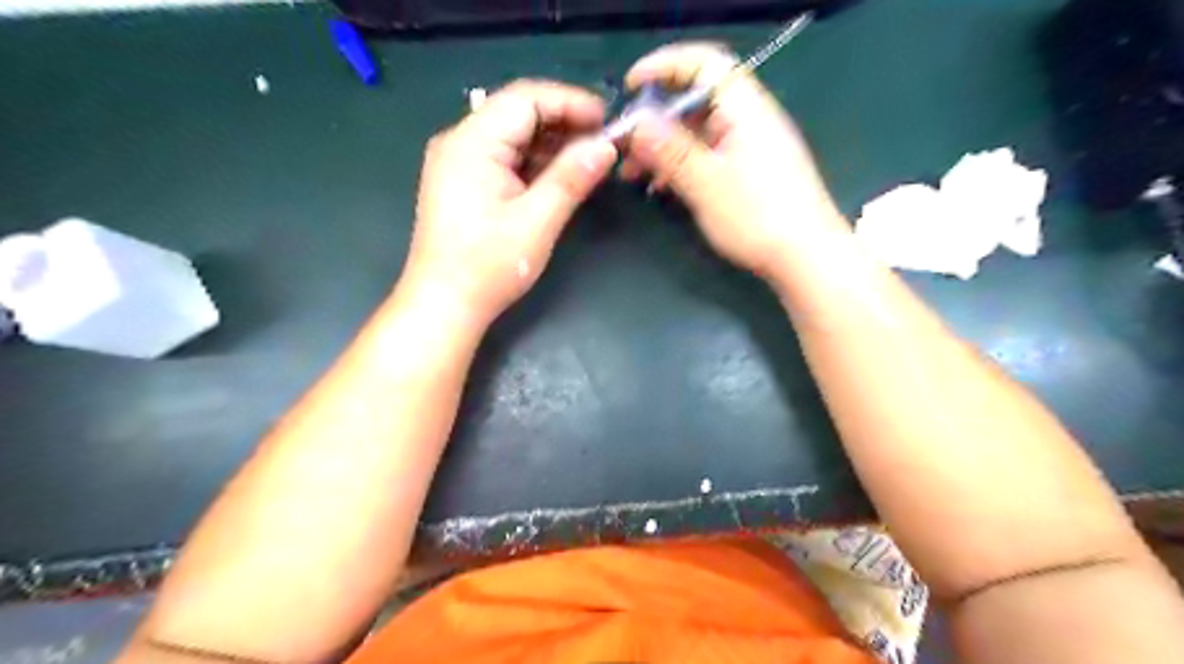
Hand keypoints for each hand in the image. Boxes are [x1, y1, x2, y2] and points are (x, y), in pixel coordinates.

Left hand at [408, 80, 614, 323]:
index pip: (525, 99)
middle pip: (517, 112)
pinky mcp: (463, 182)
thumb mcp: (537, 221)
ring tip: (588, 157)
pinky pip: (504, 157)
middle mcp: (460, 141)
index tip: (608, 120)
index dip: (570, 102)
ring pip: (512, 135)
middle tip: (603, 141)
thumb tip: (606, 147)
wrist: (444, 304)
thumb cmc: (488, 266)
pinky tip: (559, 173)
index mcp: (472, 142)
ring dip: (551, 142)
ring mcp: (458, 162)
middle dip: (563, 122)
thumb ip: (571, 178)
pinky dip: (534, 161)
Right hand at [620, 43, 850, 275]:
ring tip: (632, 173)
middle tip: (625, 144)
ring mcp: (749, 149)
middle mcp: (748, 122)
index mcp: (745, 110)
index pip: (704, 64)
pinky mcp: (748, 174)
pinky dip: (680, 165)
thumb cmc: (759, 216)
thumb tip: (638, 123)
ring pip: (698, 133)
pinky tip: (660, 187)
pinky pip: (707, 157)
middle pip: (696, 101)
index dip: (666, 65)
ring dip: (663, 147)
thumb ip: (671, 151)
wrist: (807, 258)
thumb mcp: (707, 183)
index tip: (631, 86)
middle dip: (655, 118)